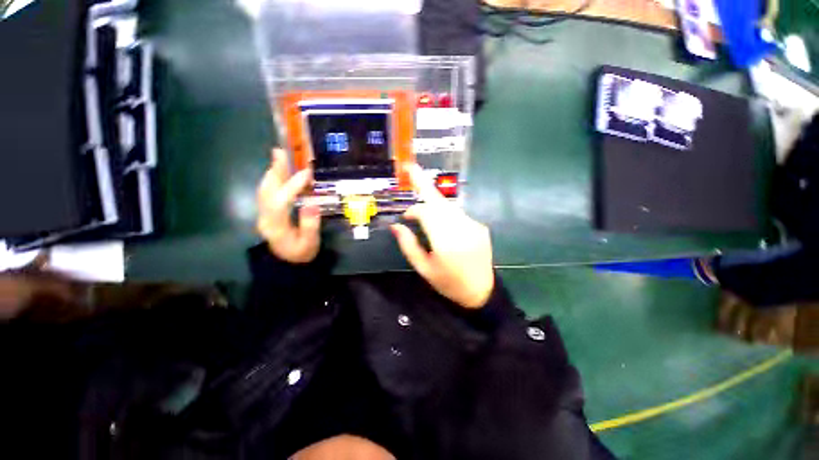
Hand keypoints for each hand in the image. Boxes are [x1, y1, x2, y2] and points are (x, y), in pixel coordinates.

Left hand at [257, 148, 320, 263]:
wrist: (287, 265)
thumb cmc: (301, 255)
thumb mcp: (310, 244)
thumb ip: (310, 225)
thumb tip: (312, 204)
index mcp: (276, 227)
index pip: (281, 202)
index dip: (293, 186)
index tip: (307, 173)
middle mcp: (265, 218)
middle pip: (267, 191)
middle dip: (275, 170)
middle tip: (281, 152)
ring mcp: (263, 215)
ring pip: (265, 189)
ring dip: (272, 172)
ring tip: (280, 156)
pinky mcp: (267, 213)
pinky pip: (267, 192)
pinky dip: (272, 179)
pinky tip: (279, 172)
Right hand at [391, 164, 493, 308]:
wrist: (481, 292)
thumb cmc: (448, 284)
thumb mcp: (424, 268)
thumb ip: (408, 245)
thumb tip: (396, 226)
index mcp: (446, 242)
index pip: (427, 213)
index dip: (414, 210)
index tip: (406, 216)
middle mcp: (462, 229)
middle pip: (439, 201)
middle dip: (424, 184)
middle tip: (411, 167)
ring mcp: (474, 226)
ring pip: (449, 206)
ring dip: (434, 203)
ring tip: (424, 208)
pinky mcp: (480, 226)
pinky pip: (458, 214)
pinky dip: (446, 213)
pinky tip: (442, 224)